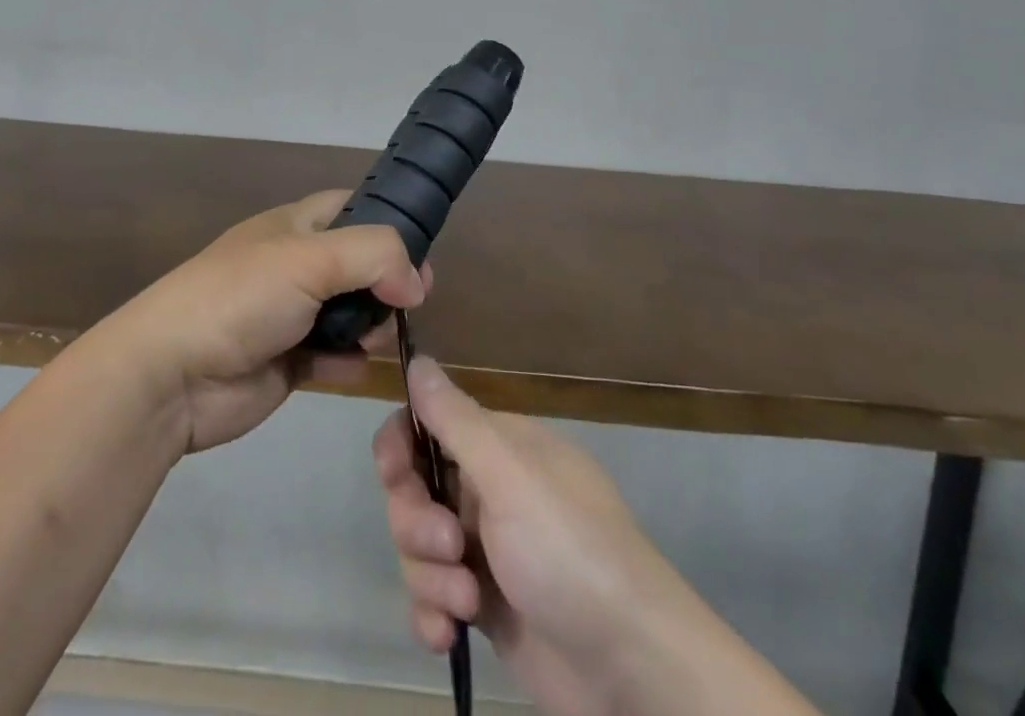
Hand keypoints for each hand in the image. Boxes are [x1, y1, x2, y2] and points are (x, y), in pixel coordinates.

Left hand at [102, 191, 429, 453]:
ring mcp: (290, 314)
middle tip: (411, 301)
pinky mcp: (286, 361)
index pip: (350, 206)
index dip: (388, 220)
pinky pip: (332, 355)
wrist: (171, 375)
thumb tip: (415, 283)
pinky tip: (352, 368)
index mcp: (294, 226)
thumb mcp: (309, 258)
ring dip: (371, 324)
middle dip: (388, 279)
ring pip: (349, 311)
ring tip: (376, 337)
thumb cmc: (241, 298)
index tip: (420, 250)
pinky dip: (347, 361)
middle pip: (357, 262)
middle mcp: (294, 264)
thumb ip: (374, 256)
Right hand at [375, 357, 694, 715]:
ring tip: (466, 601)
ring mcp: (487, 550)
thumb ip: (455, 418)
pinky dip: (433, 613)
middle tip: (449, 548)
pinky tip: (448, 635)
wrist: (630, 667)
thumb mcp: (509, 474)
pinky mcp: (486, 606)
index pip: (428, 426)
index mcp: (498, 448)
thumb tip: (417, 357)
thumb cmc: (567, 549)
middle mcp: (489, 490)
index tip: (394, 473)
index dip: (401, 445)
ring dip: (430, 576)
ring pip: (419, 546)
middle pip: (414, 488)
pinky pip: (433, 597)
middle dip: (416, 521)